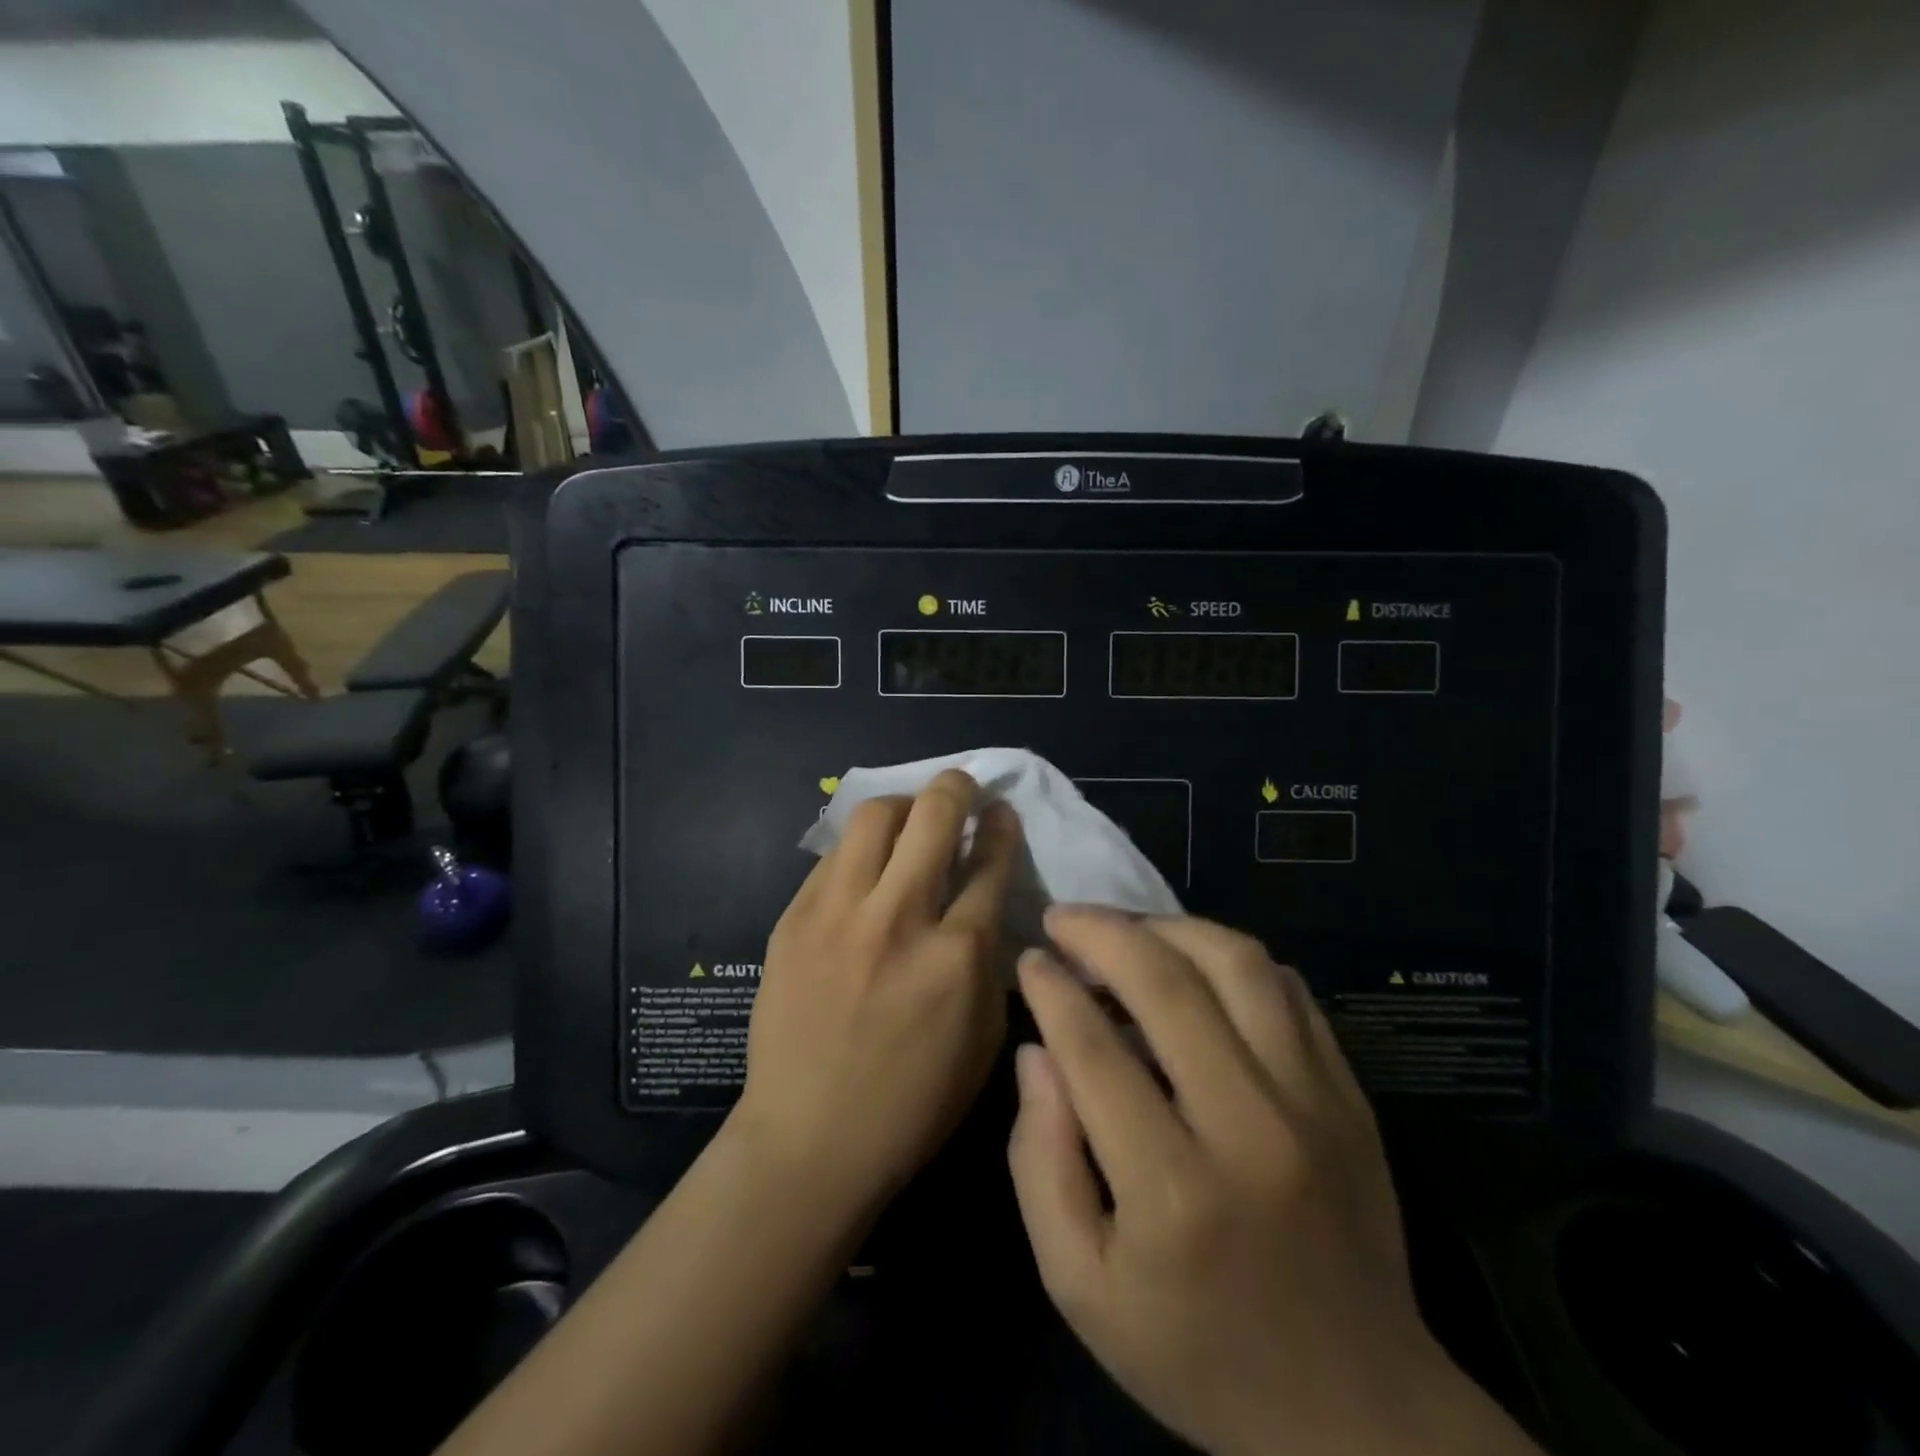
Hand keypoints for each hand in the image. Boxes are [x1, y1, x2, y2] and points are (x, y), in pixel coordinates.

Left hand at [733, 769, 1019, 1214]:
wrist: (809, 1140)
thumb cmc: (912, 1103)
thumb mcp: (983, 1039)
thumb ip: (990, 961)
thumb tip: (987, 903)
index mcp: (956, 956)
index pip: (989, 863)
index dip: (1002, 827)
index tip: (1001, 812)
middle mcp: (898, 919)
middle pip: (933, 816)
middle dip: (957, 787)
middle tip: (962, 787)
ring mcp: (838, 914)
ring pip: (874, 817)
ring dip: (903, 806)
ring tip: (911, 819)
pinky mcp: (794, 918)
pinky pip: (833, 856)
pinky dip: (860, 849)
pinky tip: (867, 866)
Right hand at [1010, 908, 1537, 1455]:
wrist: (1356, 1413)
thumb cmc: (1196, 1353)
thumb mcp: (1079, 1285)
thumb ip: (1040, 1162)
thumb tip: (1036, 1053)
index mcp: (1172, 1189)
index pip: (1094, 1048)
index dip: (1051, 988)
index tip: (1029, 959)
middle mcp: (1250, 1128)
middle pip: (1167, 985)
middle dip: (1102, 932)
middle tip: (1064, 918)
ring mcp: (1314, 1105)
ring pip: (1239, 965)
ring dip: (1170, 928)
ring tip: (1128, 930)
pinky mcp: (1350, 1097)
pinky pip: (1290, 991)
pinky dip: (1233, 959)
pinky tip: (1196, 964)